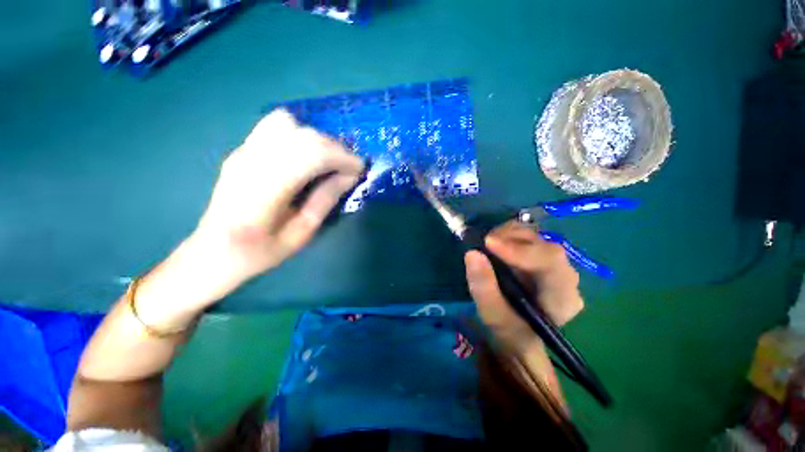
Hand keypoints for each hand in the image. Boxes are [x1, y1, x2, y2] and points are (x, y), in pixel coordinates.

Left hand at [192, 109, 363, 290]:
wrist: (214, 251)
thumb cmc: (261, 251)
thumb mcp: (302, 232)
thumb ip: (325, 199)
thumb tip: (349, 176)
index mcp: (265, 190)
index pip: (311, 155)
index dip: (342, 157)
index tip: (360, 168)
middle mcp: (251, 162)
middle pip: (302, 135)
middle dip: (334, 147)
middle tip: (348, 166)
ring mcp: (243, 152)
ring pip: (287, 123)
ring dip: (317, 139)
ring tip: (328, 159)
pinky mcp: (242, 150)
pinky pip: (275, 127)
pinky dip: (300, 135)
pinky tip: (306, 155)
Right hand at [464, 221, 583, 352]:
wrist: (521, 336)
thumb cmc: (510, 331)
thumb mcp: (493, 315)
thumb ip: (483, 287)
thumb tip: (472, 253)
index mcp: (562, 297)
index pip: (550, 262)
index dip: (520, 249)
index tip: (488, 244)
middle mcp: (566, 277)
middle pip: (544, 245)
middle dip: (511, 239)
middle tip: (483, 243)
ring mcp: (556, 265)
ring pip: (537, 237)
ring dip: (508, 235)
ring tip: (486, 244)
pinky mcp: (543, 258)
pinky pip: (529, 238)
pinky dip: (509, 235)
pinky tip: (495, 244)